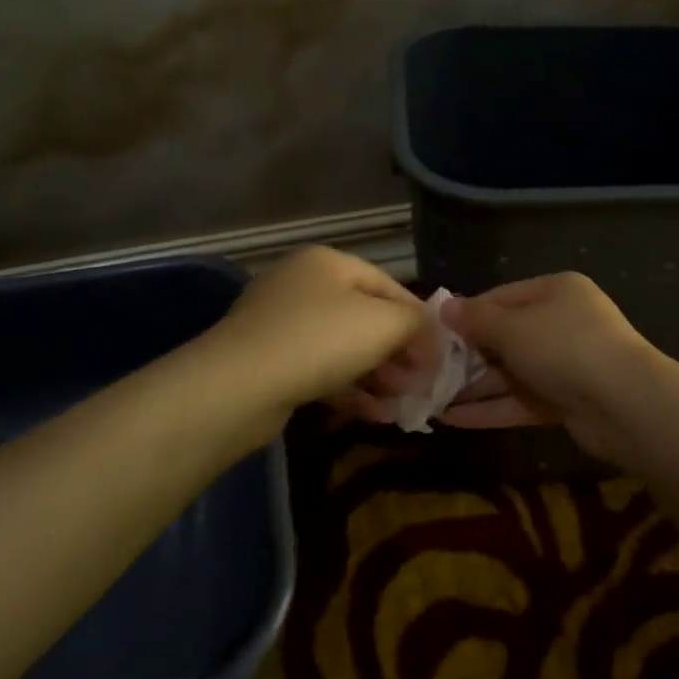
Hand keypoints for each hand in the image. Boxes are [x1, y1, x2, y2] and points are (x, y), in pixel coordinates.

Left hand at [204, 247, 426, 417]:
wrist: (238, 386)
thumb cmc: (320, 340)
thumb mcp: (384, 324)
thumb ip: (416, 323)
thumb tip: (430, 333)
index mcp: (329, 263)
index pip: (390, 286)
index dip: (420, 321)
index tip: (440, 355)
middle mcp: (302, 285)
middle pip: (366, 318)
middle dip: (398, 353)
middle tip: (420, 384)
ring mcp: (280, 323)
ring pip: (343, 348)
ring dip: (378, 376)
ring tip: (401, 405)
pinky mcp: (268, 361)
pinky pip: (319, 370)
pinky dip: (349, 389)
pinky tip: (373, 415)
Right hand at [437, 273, 660, 462]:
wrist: (624, 403)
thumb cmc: (564, 347)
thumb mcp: (513, 327)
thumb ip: (476, 320)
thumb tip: (444, 307)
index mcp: (556, 291)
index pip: (501, 297)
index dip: (467, 315)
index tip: (433, 332)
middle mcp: (562, 323)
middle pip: (505, 337)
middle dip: (466, 356)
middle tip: (426, 370)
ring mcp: (565, 365)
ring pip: (510, 373)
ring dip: (473, 386)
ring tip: (430, 398)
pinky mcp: (565, 401)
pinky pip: (520, 401)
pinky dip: (489, 409)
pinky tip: (452, 419)